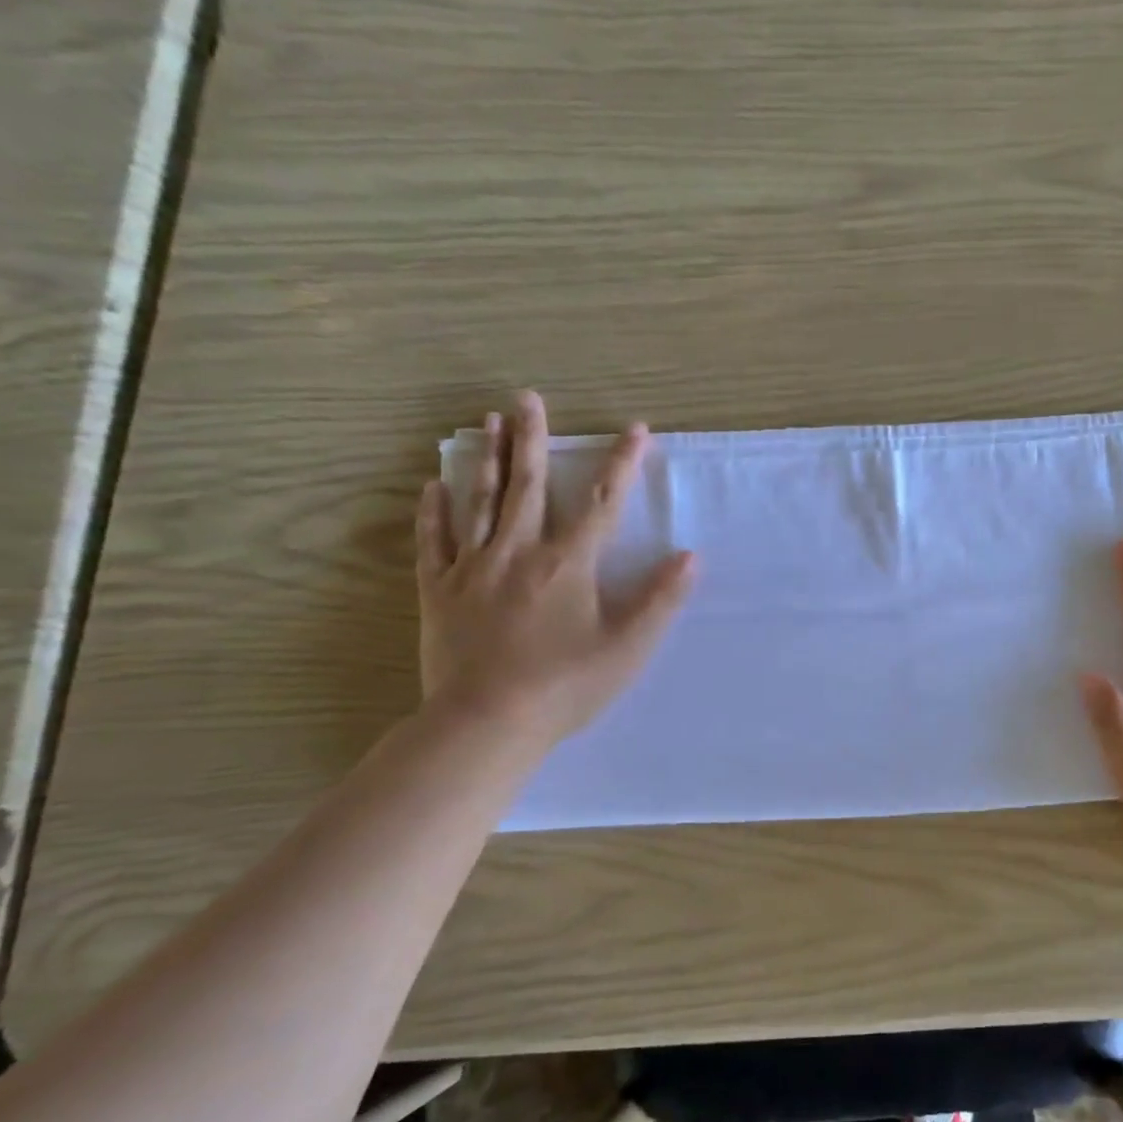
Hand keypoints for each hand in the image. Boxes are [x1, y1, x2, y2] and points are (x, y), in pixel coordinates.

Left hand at [416, 391, 694, 747]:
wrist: (486, 723)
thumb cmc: (565, 686)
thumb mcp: (628, 647)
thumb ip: (660, 599)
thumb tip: (690, 556)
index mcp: (568, 564)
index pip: (602, 503)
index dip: (622, 464)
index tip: (636, 429)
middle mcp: (518, 552)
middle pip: (528, 486)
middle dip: (532, 439)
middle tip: (527, 398)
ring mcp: (472, 569)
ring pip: (478, 502)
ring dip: (485, 459)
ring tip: (485, 421)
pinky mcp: (439, 592)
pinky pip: (434, 542)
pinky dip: (433, 512)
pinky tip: (431, 486)